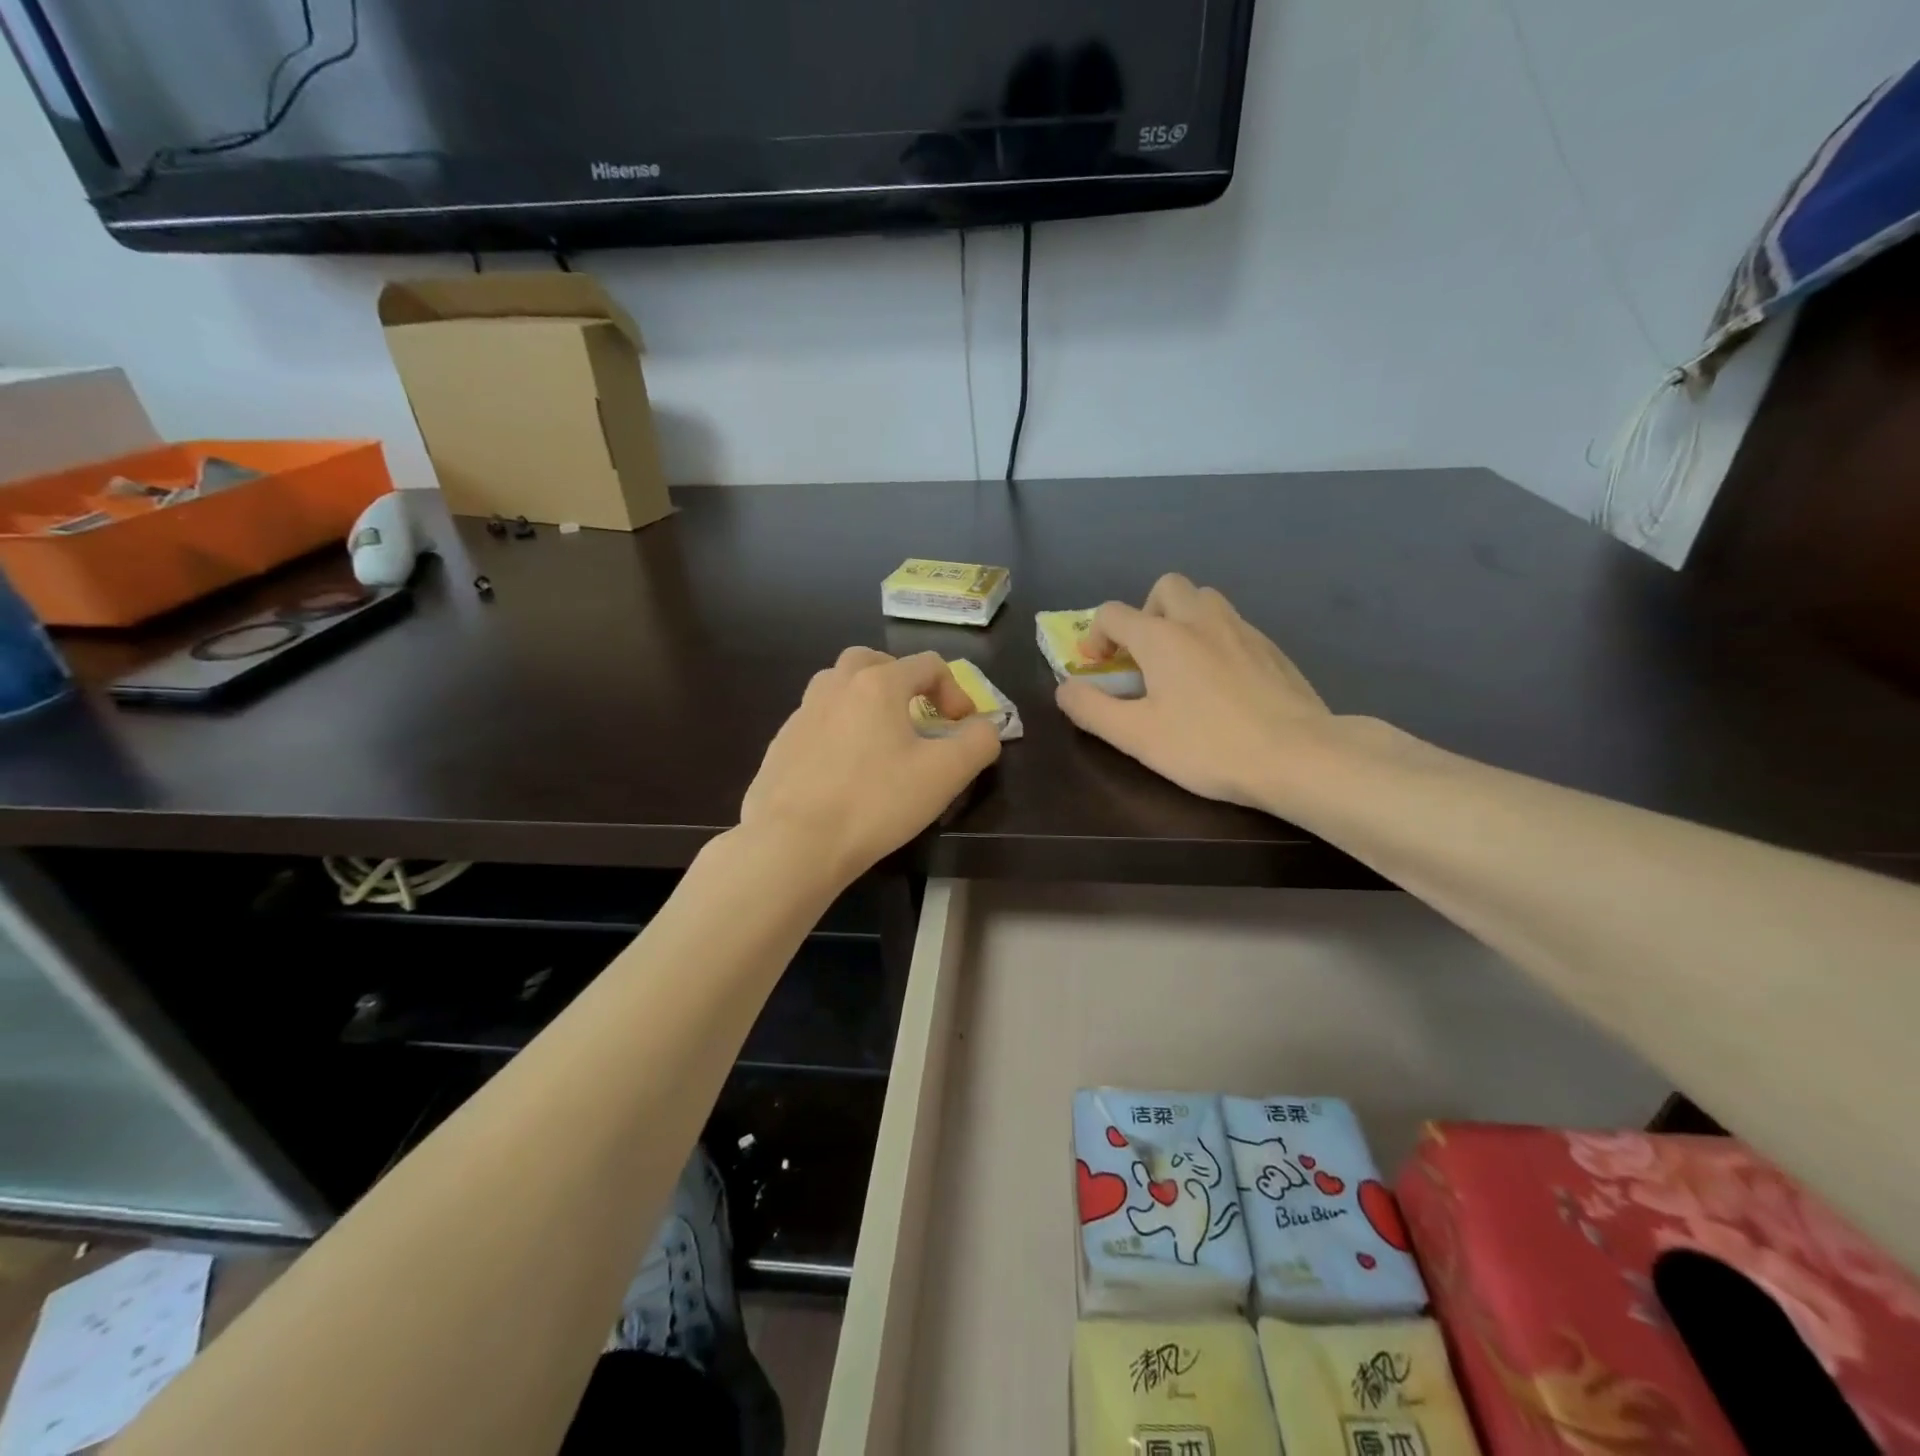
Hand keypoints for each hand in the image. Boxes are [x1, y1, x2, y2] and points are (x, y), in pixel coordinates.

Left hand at [741, 648, 1001, 883]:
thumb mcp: (945, 774)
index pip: (927, 664)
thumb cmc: (876, 802)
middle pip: (874, 662)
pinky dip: (838, 730)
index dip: (955, 691)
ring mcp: (801, 713)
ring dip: (866, 701)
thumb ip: (978, 742)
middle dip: (903, 682)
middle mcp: (835, 685)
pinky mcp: (781, 744)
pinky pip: (818, 721)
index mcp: (877, 684)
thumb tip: (983, 727)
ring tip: (881, 739)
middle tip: (917, 716)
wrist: (794, 842)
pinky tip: (845, 770)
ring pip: (839, 687)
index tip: (961, 727)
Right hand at [1055, 574, 1329, 808]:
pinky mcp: (1271, 648)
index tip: (1096, 667)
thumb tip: (1065, 690)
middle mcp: (1201, 620)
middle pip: (1165, 587)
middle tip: (1143, 655)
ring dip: (1182, 619)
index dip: (1094, 636)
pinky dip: (1214, 639)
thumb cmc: (1209, 747)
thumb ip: (1091, 710)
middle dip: (1145, 613)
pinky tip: (1221, 682)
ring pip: (1205, 599)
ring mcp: (1242, 630)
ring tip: (1180, 663)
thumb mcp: (1137, 737)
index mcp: (1162, 637)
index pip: (1113, 614)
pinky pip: (1233, 625)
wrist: (1299, 755)